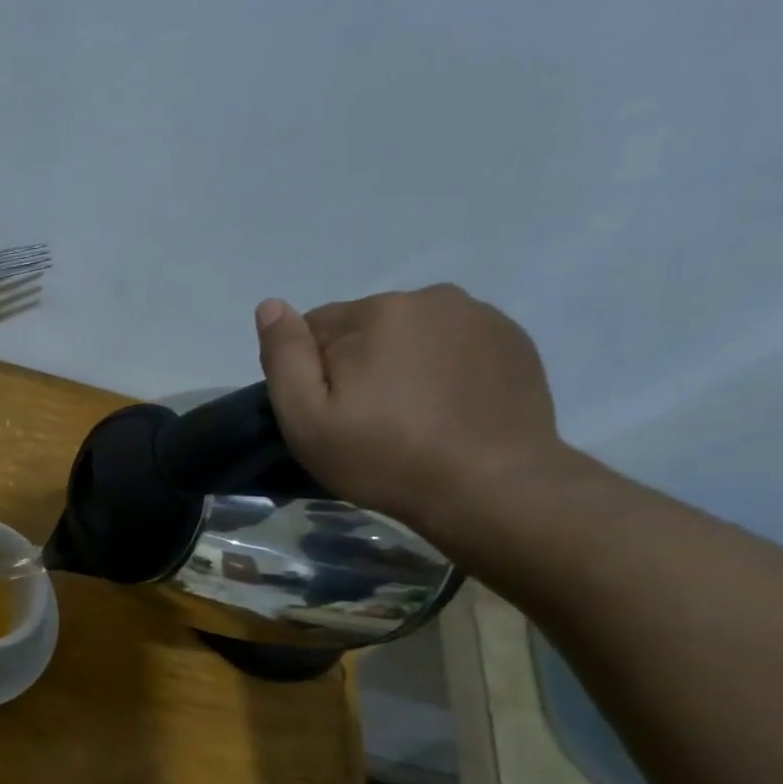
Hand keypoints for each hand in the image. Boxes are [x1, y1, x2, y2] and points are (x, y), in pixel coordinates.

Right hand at [256, 286, 563, 536]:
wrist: (491, 486)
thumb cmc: (385, 458)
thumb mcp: (308, 420)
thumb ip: (284, 358)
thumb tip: (270, 306)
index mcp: (375, 312)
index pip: (314, 326)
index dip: (311, 372)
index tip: (328, 412)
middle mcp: (429, 297)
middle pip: (365, 326)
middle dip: (357, 363)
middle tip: (368, 419)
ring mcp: (479, 315)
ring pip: (411, 333)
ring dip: (401, 363)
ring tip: (411, 415)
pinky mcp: (512, 339)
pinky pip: (454, 344)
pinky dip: (442, 368)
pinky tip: (446, 409)